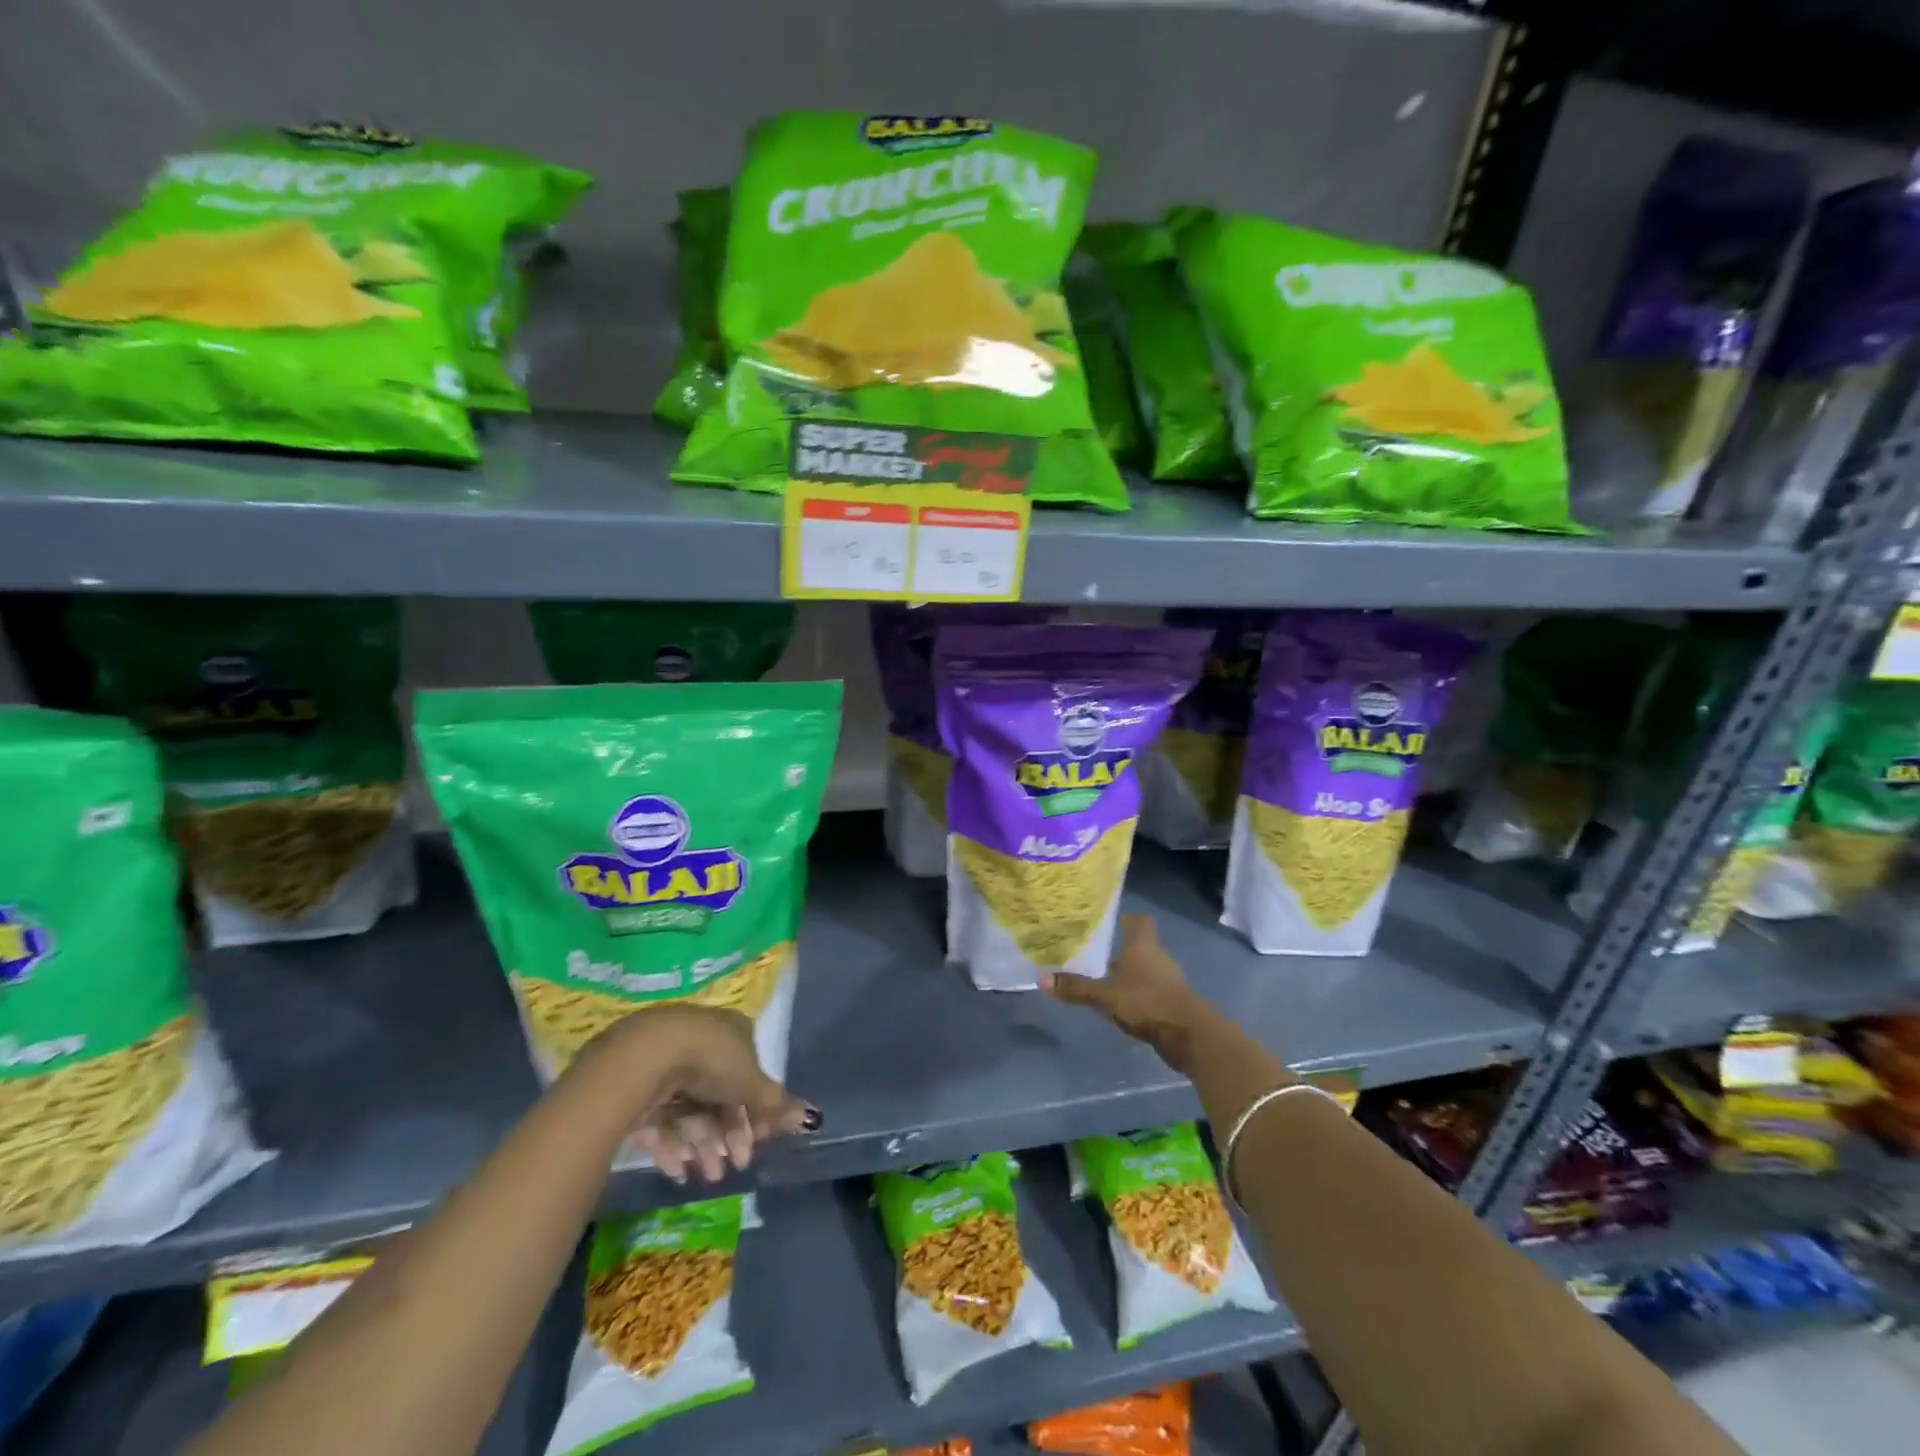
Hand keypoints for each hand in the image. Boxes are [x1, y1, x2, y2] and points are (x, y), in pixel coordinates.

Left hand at [574, 1005, 818, 1184]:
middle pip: (719, 1095)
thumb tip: (810, 1117)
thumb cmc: (711, 1060)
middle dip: (727, 1135)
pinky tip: (676, 1172)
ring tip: (705, 1176)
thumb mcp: (750, 1083)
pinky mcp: (639, 1084)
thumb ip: (775, 1103)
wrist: (647, 1055)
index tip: (755, 1144)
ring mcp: (669, 1062)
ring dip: (702, 1146)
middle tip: (732, 1167)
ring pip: (690, 1110)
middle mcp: (703, 1042)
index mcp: (733, 1033)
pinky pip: (660, 1118)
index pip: (748, 1074)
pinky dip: (670, 1145)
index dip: (753, 1112)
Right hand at [1041, 914, 1213, 1073]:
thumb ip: (1076, 988)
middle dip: (1119, 949)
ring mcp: (1168, 979)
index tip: (1107, 921)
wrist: (1189, 1035)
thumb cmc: (1146, 1001)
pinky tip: (1121, 1004)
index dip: (1125, 918)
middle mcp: (1157, 956)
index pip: (1138, 920)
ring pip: (1144, 968)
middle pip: (1139, 945)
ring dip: (1128, 973)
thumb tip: (1041, 979)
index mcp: (1142, 945)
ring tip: (1102, 979)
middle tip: (1093, 952)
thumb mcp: (1105, 996)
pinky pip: (1150, 990)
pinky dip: (1136, 993)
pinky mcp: (1172, 1001)